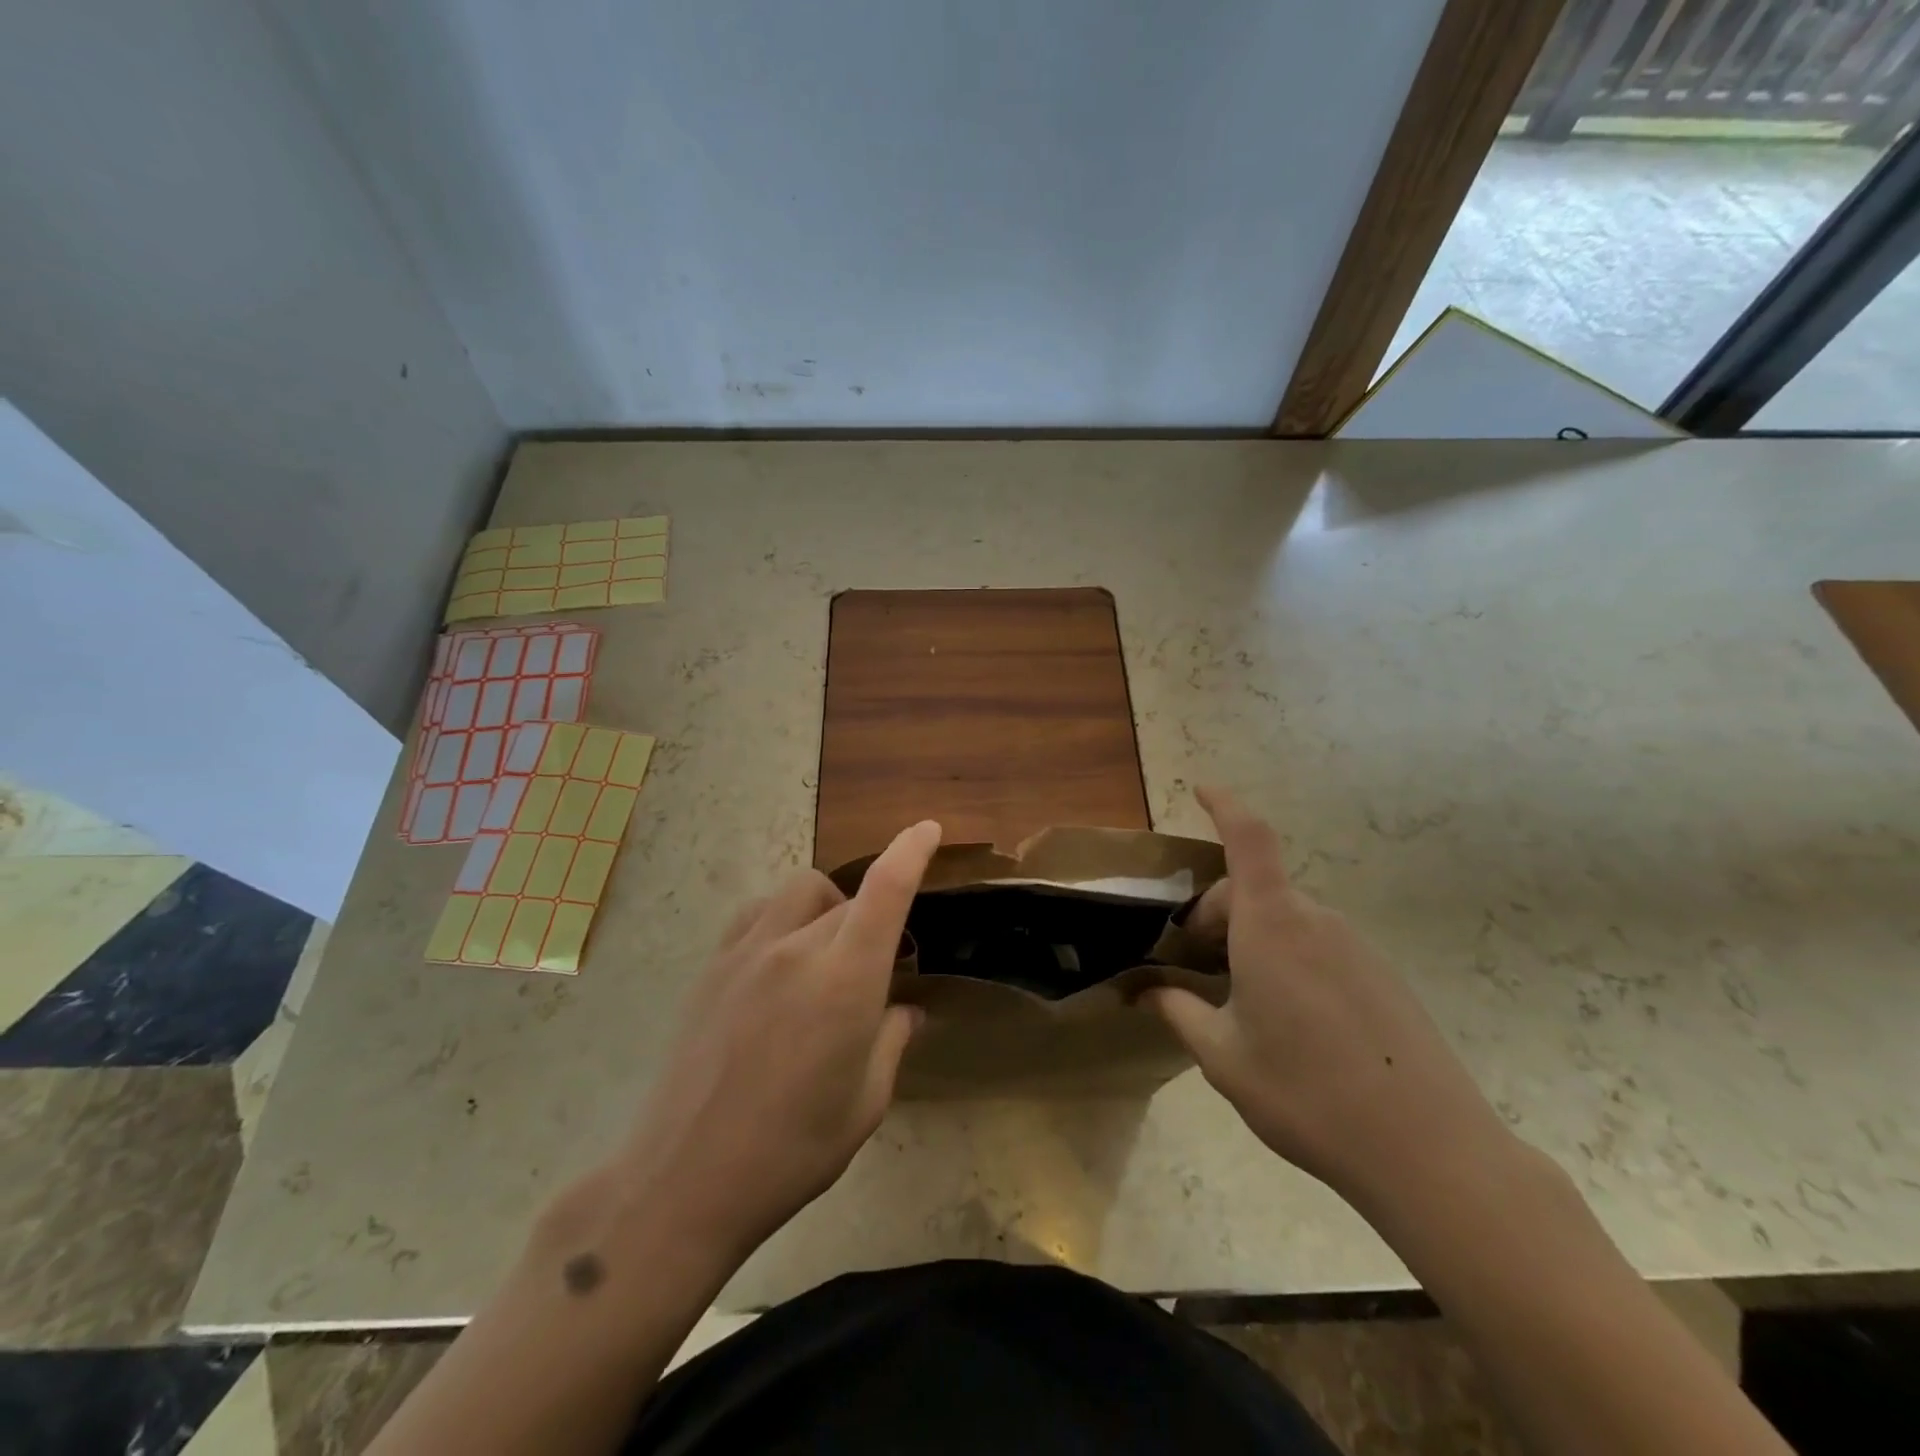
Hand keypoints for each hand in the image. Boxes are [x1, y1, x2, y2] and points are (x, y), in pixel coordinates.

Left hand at [610, 821, 940, 1261]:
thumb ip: (891, 1041)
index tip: (928, 829)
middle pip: (849, 900)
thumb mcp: (865, 1103)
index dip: (911, 850)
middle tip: (876, 967)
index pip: (886, 889)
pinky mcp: (713, 965)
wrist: (684, 1180)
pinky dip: (783, 917)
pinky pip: (759, 912)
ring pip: (802, 891)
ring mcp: (748, 951)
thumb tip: (905, 1010)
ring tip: (826, 953)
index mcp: (845, 980)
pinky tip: (780, 958)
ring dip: (828, 907)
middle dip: (873, 920)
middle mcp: (797, 948)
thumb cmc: (792, 1151)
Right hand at [1146, 789, 1512, 1214]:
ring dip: (1252, 940)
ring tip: (1241, 1001)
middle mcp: (1316, 921)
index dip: (1225, 805)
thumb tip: (1145, 991)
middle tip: (1196, 969)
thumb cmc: (1307, 1094)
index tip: (1202, 788)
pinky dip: (1288, 958)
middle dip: (1216, 915)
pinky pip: (1320, 946)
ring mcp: (1356, 947)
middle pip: (1255, 890)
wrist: (1431, 1153)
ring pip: (1287, 920)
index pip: (1248, 839)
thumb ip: (1178, 1013)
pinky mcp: (1383, 976)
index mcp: (1271, 926)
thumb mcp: (1224, 1057)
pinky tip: (1292, 1022)